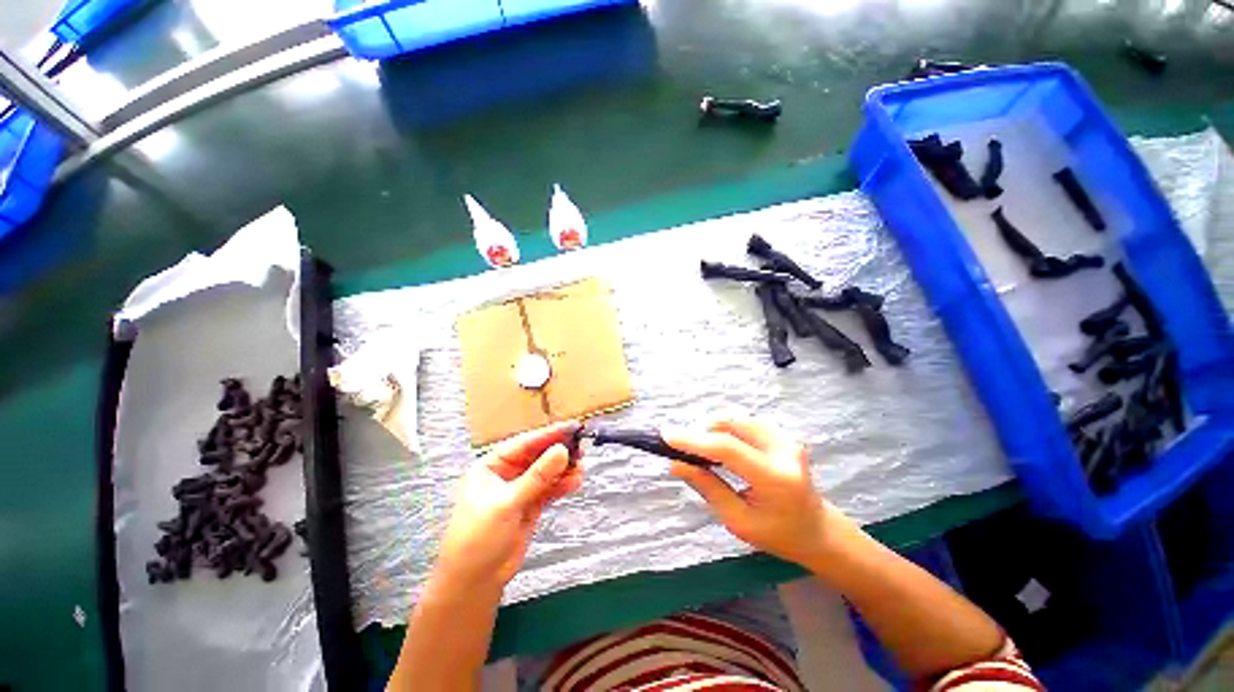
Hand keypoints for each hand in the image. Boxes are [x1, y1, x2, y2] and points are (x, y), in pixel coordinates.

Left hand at [432, 421, 583, 591]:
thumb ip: (537, 477)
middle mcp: (507, 474)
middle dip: (559, 452)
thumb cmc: (478, 538)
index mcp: (491, 466)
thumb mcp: (507, 503)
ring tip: (582, 468)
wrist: (473, 583)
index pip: (523, 444)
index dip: (548, 435)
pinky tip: (575, 482)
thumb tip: (562, 450)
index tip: (571, 428)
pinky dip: (563, 485)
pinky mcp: (531, 505)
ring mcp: (520, 490)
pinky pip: (550, 489)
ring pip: (546, 472)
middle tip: (581, 449)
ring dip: (564, 469)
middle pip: (538, 456)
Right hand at [662, 419, 833, 568]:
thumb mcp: (738, 521)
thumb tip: (676, 465)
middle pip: (733, 424)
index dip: (694, 440)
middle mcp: (784, 451)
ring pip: (738, 418)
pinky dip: (727, 428)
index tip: (667, 435)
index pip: (727, 448)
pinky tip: (719, 443)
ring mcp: (787, 439)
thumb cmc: (778, 534)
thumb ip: (707, 488)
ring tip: (700, 447)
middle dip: (702, 430)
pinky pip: (747, 422)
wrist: (817, 529)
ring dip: (714, 428)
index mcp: (775, 478)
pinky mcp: (783, 435)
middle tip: (683, 446)